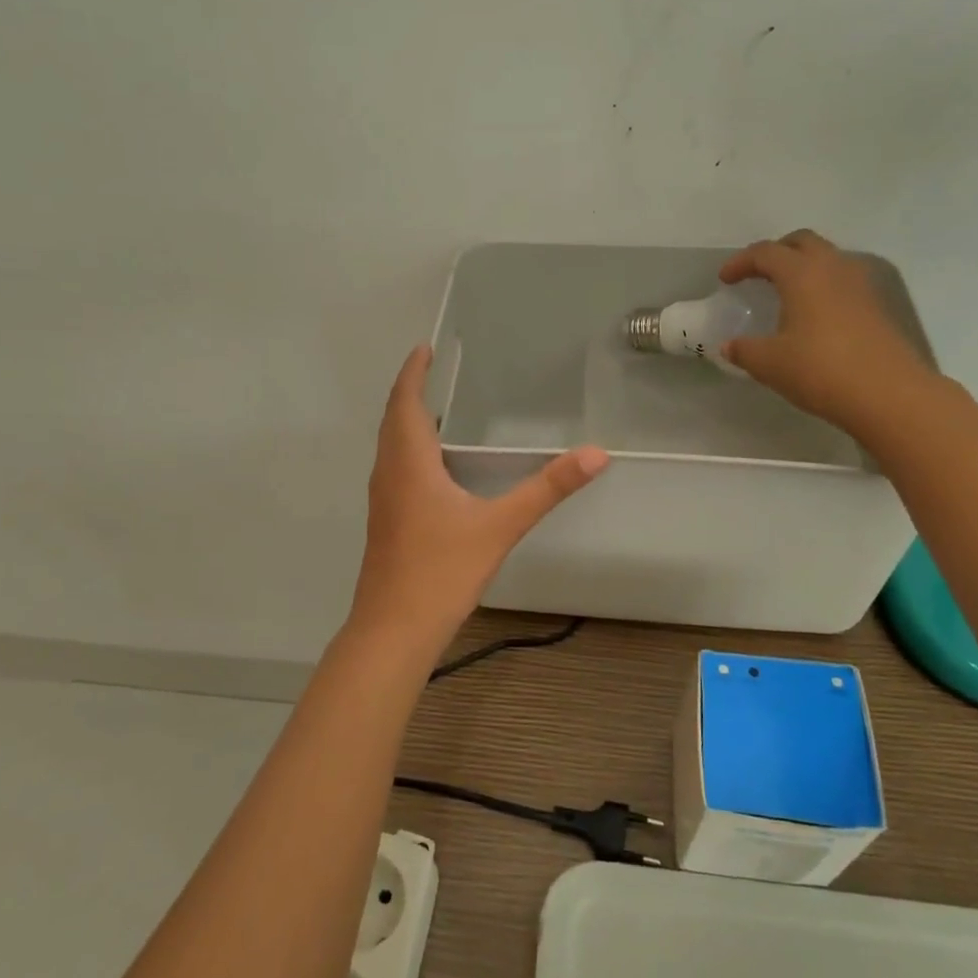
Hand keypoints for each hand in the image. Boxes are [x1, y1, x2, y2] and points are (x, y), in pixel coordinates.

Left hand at [348, 346, 608, 648]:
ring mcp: (382, 499)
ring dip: (408, 422)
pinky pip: (395, 469)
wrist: (393, 629)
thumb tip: (595, 454)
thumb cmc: (441, 571)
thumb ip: (547, 489)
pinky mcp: (386, 521)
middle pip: (393, 420)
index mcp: (408, 462)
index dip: (413, 372)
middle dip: (411, 392)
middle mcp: (388, 473)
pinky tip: (437, 470)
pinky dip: (410, 451)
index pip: (405, 402)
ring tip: (439, 413)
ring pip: (391, 447)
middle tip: (435, 372)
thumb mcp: (500, 526)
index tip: (424, 348)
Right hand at [719, 230, 937, 435]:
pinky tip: (813, 314)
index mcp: (802, 274)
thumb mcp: (769, 364)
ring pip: (827, 258)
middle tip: (757, 274)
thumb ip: (744, 350)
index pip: (766, 252)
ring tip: (785, 292)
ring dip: (803, 266)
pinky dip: (822, 286)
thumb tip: (729, 346)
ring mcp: (861, 285)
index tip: (725, 280)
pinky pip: (843, 280)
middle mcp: (834, 268)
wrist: (888, 394)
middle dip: (776, 252)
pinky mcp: (877, 305)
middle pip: (802, 242)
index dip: (741, 262)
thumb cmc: (820, 370)